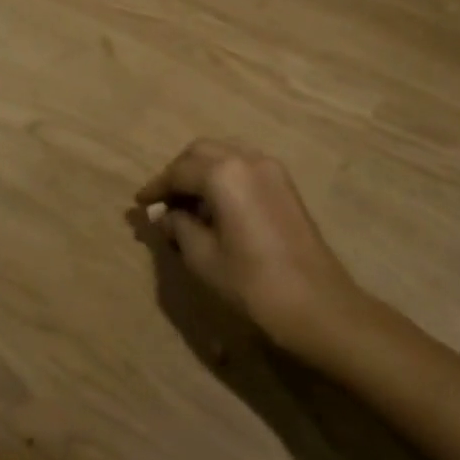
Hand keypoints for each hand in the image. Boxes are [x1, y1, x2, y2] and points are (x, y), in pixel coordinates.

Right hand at [135, 140, 357, 347]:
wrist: (319, 306)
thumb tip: (165, 216)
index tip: (140, 203)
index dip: (156, 187)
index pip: (179, 171)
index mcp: (224, 174)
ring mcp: (271, 170)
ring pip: (225, 156)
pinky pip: (244, 168)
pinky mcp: (285, 185)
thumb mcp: (204, 258)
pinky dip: (223, 178)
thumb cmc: (254, 284)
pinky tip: (214, 207)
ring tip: (186, 205)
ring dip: (201, 173)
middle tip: (162, 201)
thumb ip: (179, 228)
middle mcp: (248, 159)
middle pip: (201, 153)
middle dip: (178, 173)